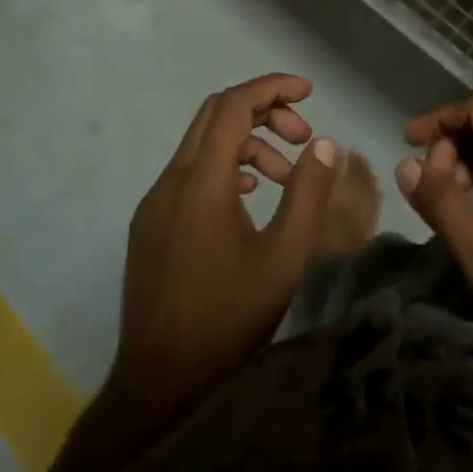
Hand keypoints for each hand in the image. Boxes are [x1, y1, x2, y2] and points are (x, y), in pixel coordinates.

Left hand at [110, 74, 341, 430]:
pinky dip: (223, 168)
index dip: (272, 88)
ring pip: (202, 145)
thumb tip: (323, 144)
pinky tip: (250, 198)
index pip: (234, 105)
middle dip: (263, 111)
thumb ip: (307, 194)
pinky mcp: (149, 224)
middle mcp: (171, 180)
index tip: (309, 92)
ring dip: (246, 144)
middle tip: (303, 135)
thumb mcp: (284, 258)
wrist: (160, 383)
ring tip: (286, 178)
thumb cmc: (229, 319)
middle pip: (215, 115)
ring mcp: (154, 202)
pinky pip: (188, 173)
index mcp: (202, 182)